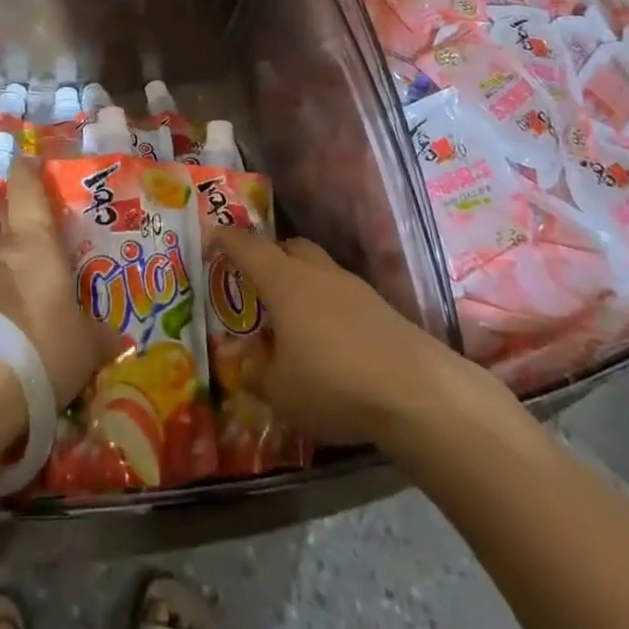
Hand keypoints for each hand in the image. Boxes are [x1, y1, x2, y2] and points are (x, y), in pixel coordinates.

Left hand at [0, 158, 117, 410]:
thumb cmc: (39, 346)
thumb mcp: (83, 349)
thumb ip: (97, 338)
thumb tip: (117, 339)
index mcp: (34, 242)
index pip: (28, 190)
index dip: (28, 173)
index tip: (27, 160)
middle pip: (9, 241)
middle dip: (23, 260)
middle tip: (41, 286)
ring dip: (0, 297)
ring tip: (18, 335)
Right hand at [212, 228, 505, 449]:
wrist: (416, 391)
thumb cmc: (333, 383)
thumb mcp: (281, 392)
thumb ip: (258, 377)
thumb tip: (247, 369)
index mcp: (283, 282)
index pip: (247, 247)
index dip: (226, 239)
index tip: (212, 236)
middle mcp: (316, 273)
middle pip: (288, 248)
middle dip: (270, 257)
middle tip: (256, 281)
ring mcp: (353, 287)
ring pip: (318, 269)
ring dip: (302, 281)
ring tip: (294, 316)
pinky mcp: (381, 307)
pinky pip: (343, 294)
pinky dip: (329, 305)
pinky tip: (331, 339)